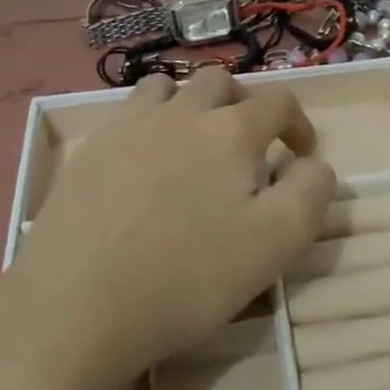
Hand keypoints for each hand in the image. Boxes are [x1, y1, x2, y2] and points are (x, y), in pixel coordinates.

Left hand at [0, 67, 337, 389]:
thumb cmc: (187, 277)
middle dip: (245, 106)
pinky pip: (127, 115)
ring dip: (191, 105)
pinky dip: (148, 124)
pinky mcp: (89, 150)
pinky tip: (144, 165)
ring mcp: (128, 126)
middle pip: (222, 82)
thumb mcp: (276, 244)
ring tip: (194, 146)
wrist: (74, 307)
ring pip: (168, 88)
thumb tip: (314, 164)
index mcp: (231, 130)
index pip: (279, 101)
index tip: (301, 155)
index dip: (299, 123)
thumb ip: (311, 193)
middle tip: (249, 148)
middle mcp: (181, 112)